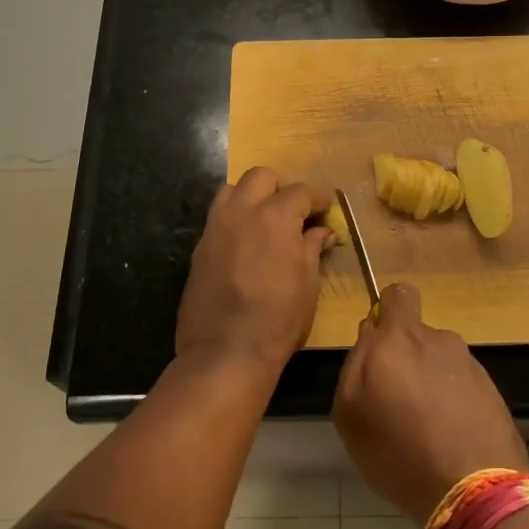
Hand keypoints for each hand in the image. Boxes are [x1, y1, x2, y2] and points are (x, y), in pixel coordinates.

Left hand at [176, 168, 333, 375]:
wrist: (225, 351)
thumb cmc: (278, 319)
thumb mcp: (308, 283)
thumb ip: (312, 248)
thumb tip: (320, 231)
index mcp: (275, 216)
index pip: (301, 192)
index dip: (319, 197)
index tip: (328, 205)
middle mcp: (243, 211)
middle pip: (261, 177)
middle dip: (281, 188)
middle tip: (294, 212)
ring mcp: (216, 226)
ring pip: (232, 190)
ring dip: (252, 196)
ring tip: (265, 220)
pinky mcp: (200, 246)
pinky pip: (218, 217)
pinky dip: (235, 219)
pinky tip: (245, 242)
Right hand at [332, 283, 526, 521]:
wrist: (474, 492)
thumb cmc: (398, 451)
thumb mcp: (350, 411)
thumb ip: (355, 362)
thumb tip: (371, 334)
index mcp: (401, 337)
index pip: (397, 294)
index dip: (387, 312)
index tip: (380, 345)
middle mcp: (438, 340)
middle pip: (417, 335)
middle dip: (406, 357)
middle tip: (397, 400)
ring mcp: (470, 365)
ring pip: (440, 362)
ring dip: (431, 383)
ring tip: (425, 429)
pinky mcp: (493, 392)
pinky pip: (462, 387)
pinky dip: (453, 404)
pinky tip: (449, 440)